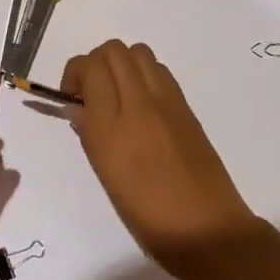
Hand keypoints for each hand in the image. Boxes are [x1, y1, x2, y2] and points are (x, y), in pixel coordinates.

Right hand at [59, 40, 259, 273]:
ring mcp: (167, 101)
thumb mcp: (106, 177)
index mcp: (112, 126)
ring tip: (117, 94)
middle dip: (96, 63)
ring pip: (138, 52)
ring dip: (121, 64)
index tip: (72, 96)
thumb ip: (89, 134)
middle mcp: (139, 103)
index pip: (91, 67)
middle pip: (114, 50)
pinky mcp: (186, 106)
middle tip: (91, 92)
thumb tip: (79, 108)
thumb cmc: (148, 216)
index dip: (75, 73)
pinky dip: (143, 74)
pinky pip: (159, 71)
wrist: (206, 228)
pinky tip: (141, 104)